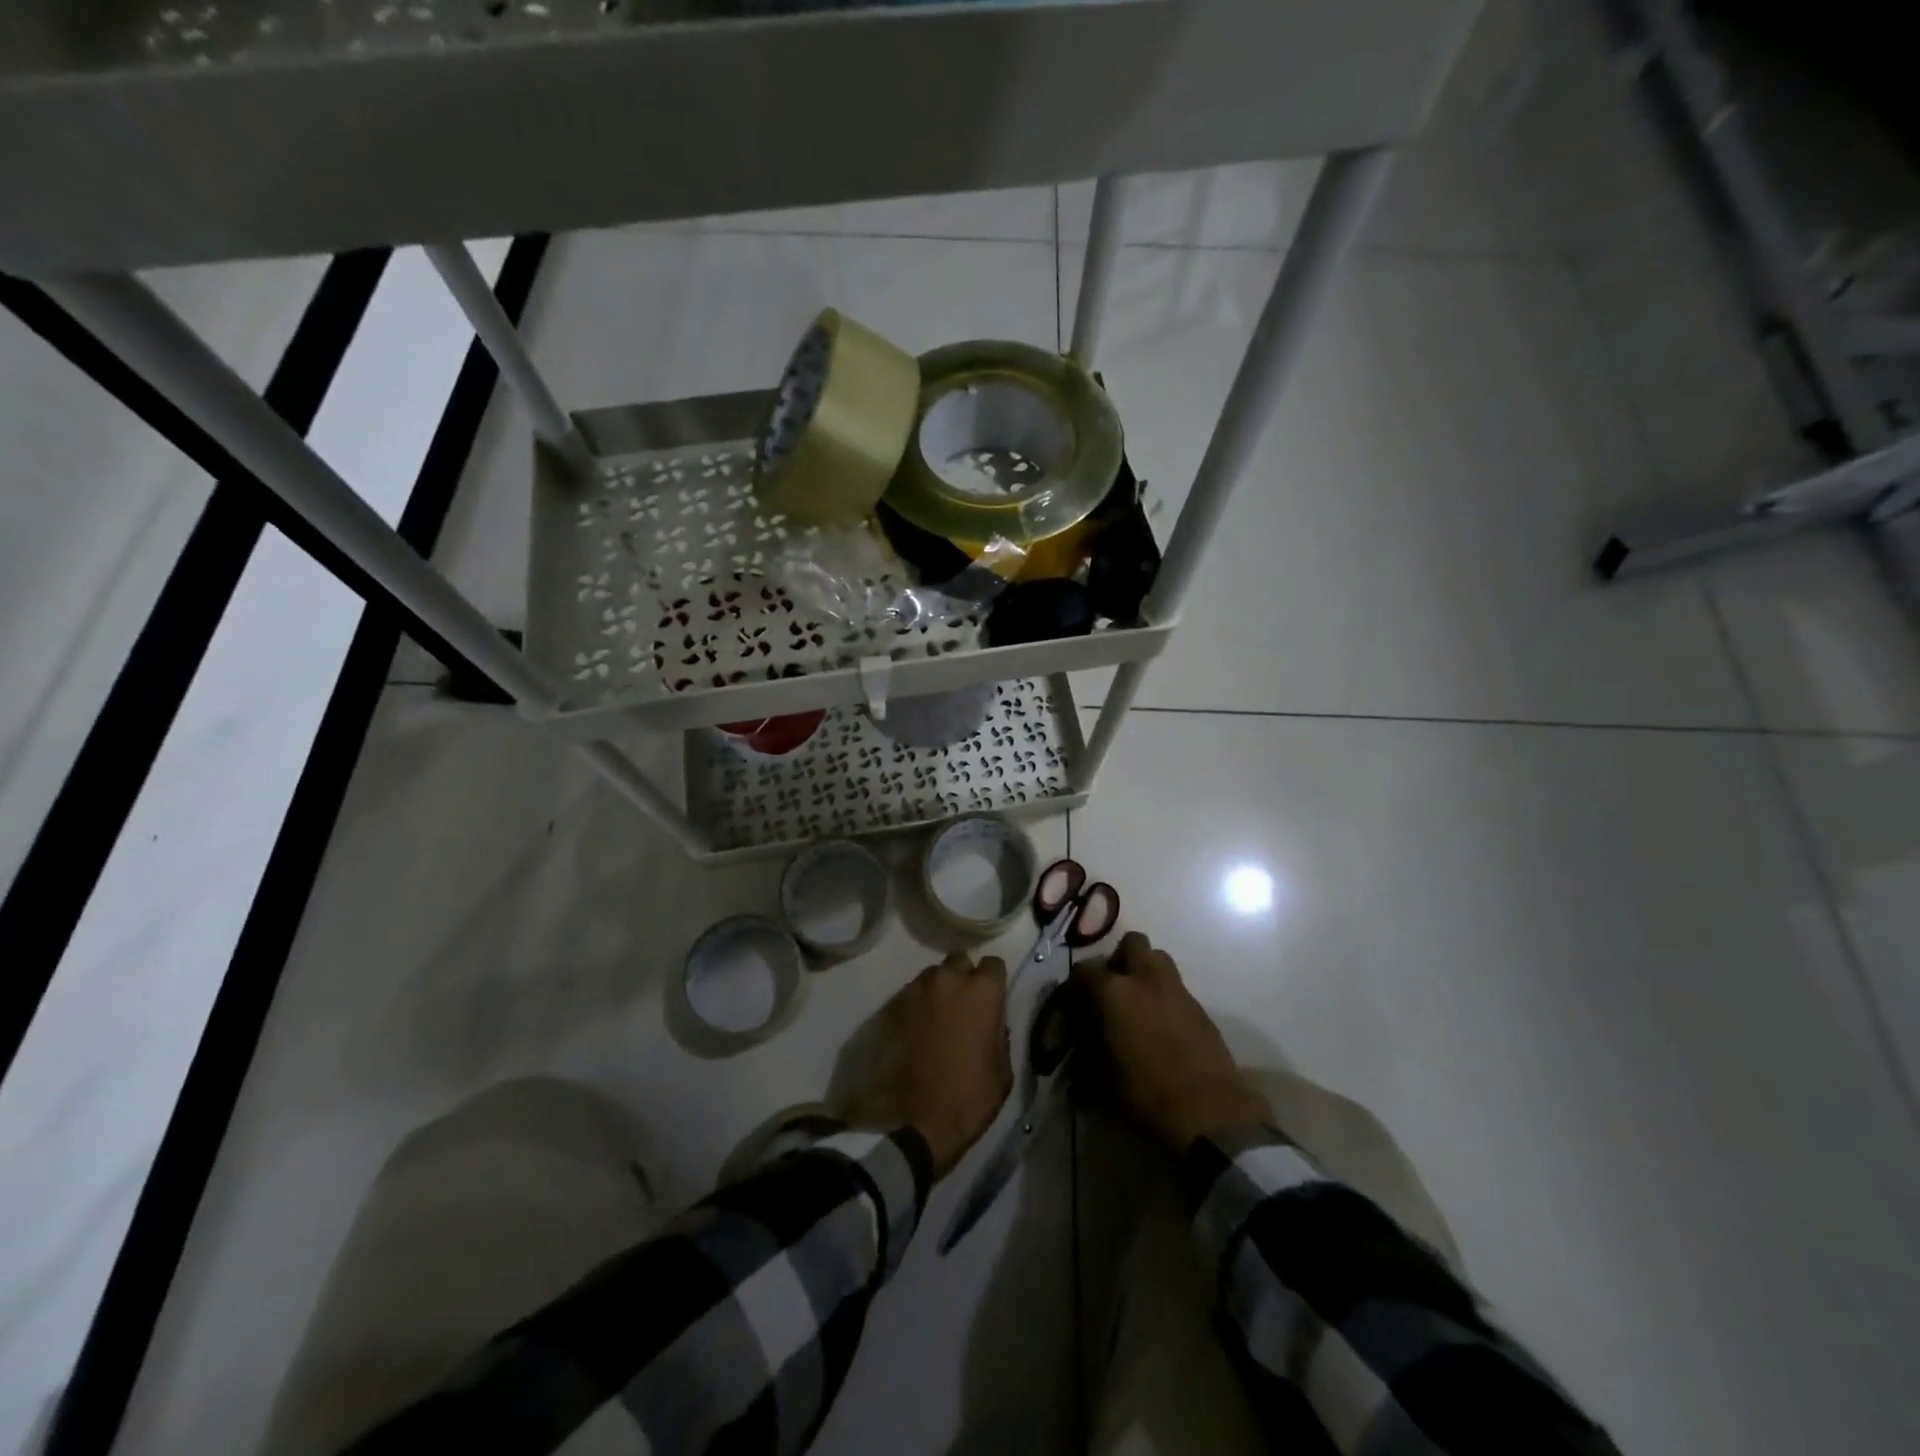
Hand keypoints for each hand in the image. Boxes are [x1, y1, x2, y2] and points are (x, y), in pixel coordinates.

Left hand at [844, 952, 1011, 1177]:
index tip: (993, 1001)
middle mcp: (947, 981)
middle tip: (965, 1006)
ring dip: (938, 990)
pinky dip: (916, 1006)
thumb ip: (1000, 1037)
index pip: (994, 964)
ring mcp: (914, 991)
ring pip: (931, 975)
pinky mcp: (889, 1007)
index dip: (994, 983)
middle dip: (964, 977)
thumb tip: (993, 1024)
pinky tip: (916, 1031)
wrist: (907, 1124)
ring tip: (937, 1018)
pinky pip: (910, 995)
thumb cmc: (965, 1100)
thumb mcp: (1001, 1075)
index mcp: (981, 993)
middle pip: (959, 961)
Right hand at [1072, 932, 1271, 1150]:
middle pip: (1131, 943)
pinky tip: (1161, 1027)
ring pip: (1158, 959)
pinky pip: (1176, 987)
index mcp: (1113, 992)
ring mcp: (1177, 990)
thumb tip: (1079, 1051)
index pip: (1083, 971)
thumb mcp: (1101, 1079)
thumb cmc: (1145, 1094)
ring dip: (1145, 972)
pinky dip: (1164, 997)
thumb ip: (1086, 1054)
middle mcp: (1145, 979)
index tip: (1072, 1006)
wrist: (1210, 1113)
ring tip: (1138, 1003)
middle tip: (1112, 989)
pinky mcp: (1200, 1008)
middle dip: (1119, 959)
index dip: (1074, 987)